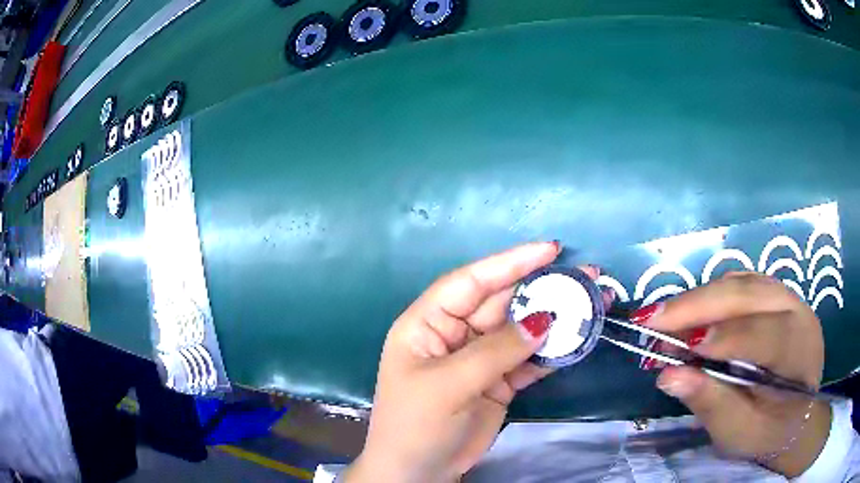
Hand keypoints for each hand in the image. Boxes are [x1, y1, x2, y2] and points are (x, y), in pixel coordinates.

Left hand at [344, 242, 586, 482]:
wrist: (419, 474)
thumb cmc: (417, 425)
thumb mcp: (449, 385)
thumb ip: (496, 350)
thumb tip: (543, 318)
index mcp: (427, 324)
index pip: (470, 282)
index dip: (509, 262)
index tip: (549, 249)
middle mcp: (454, 334)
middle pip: (502, 302)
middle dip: (541, 288)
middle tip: (585, 275)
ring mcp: (479, 358)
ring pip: (520, 330)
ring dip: (554, 318)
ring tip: (591, 302)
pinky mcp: (497, 381)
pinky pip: (528, 359)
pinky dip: (551, 351)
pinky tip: (576, 340)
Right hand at [639, 272, 829, 476]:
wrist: (794, 415)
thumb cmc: (768, 430)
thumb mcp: (740, 432)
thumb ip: (711, 404)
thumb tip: (668, 376)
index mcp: (800, 350)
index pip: (767, 335)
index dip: (727, 338)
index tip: (679, 349)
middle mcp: (797, 310)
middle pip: (749, 294)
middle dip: (700, 305)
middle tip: (652, 321)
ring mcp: (785, 296)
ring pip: (741, 283)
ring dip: (699, 298)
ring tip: (662, 318)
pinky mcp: (771, 294)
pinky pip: (739, 284)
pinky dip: (709, 296)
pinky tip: (687, 313)